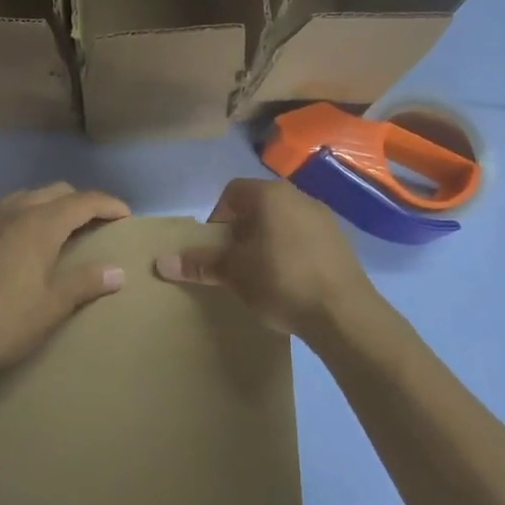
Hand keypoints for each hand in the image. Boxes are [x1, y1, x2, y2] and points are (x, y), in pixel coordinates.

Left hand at [0, 183, 130, 378]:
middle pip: (54, 192)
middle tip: (95, 224)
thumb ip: (86, 282)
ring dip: (43, 207)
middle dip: (79, 203)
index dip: (108, 205)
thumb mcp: (53, 306)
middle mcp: (11, 211)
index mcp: (39, 224)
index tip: (125, 216)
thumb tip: (117, 271)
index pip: (83, 201)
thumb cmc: (5, 323)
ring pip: (21, 198)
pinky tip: (7, 240)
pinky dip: (9, 219)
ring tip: (54, 230)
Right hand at [155, 178, 374, 338]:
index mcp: (271, 195)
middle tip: (233, 262)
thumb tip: (162, 262)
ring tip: (260, 274)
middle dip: (241, 231)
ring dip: (266, 241)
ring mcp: (324, 218)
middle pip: (259, 206)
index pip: (232, 191)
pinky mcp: (340, 242)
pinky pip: (304, 238)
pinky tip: (289, 281)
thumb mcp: (233, 273)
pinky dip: (291, 251)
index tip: (215, 247)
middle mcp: (299, 197)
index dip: (217, 217)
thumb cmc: (280, 281)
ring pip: (283, 222)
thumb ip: (200, 264)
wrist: (343, 312)